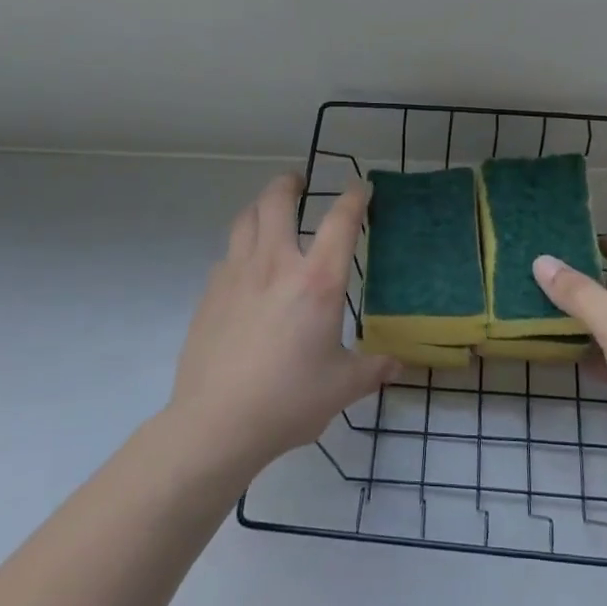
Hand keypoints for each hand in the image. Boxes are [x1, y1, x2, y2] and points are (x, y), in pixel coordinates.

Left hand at [169, 174, 397, 473]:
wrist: (215, 423)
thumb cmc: (288, 401)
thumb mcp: (342, 387)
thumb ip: (372, 369)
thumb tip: (396, 365)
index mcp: (317, 282)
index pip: (341, 221)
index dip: (354, 197)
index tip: (360, 188)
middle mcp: (276, 264)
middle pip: (277, 201)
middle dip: (290, 183)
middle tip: (299, 182)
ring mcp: (236, 274)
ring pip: (245, 219)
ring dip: (260, 206)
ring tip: (269, 212)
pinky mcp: (210, 292)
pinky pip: (228, 253)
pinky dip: (242, 247)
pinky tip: (247, 269)